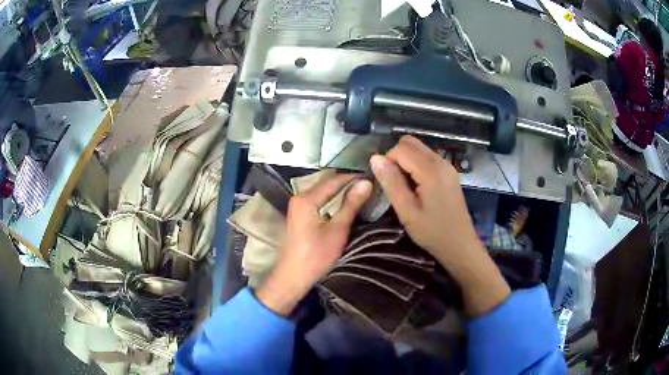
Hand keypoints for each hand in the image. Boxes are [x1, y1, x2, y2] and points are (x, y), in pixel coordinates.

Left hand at [256, 175, 371, 315]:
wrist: (294, 276)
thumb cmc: (316, 256)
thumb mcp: (337, 230)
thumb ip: (351, 204)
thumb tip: (366, 183)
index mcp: (306, 198)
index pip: (334, 180)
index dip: (353, 177)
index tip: (372, 177)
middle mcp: (299, 197)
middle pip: (327, 183)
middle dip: (347, 182)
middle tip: (369, 184)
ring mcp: (298, 205)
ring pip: (323, 191)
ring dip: (341, 191)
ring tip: (362, 191)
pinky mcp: (300, 214)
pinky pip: (319, 199)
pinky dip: (333, 199)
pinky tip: (346, 202)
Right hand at [370, 135, 509, 316]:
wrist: (460, 244)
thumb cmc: (432, 232)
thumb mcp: (407, 211)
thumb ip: (391, 182)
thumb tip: (375, 158)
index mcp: (431, 171)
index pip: (401, 148)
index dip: (388, 161)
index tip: (387, 184)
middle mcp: (441, 162)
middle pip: (410, 142)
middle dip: (396, 157)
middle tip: (395, 183)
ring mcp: (447, 166)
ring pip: (419, 148)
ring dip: (406, 161)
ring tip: (405, 186)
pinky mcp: (450, 172)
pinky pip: (428, 157)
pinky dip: (416, 164)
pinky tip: (417, 186)